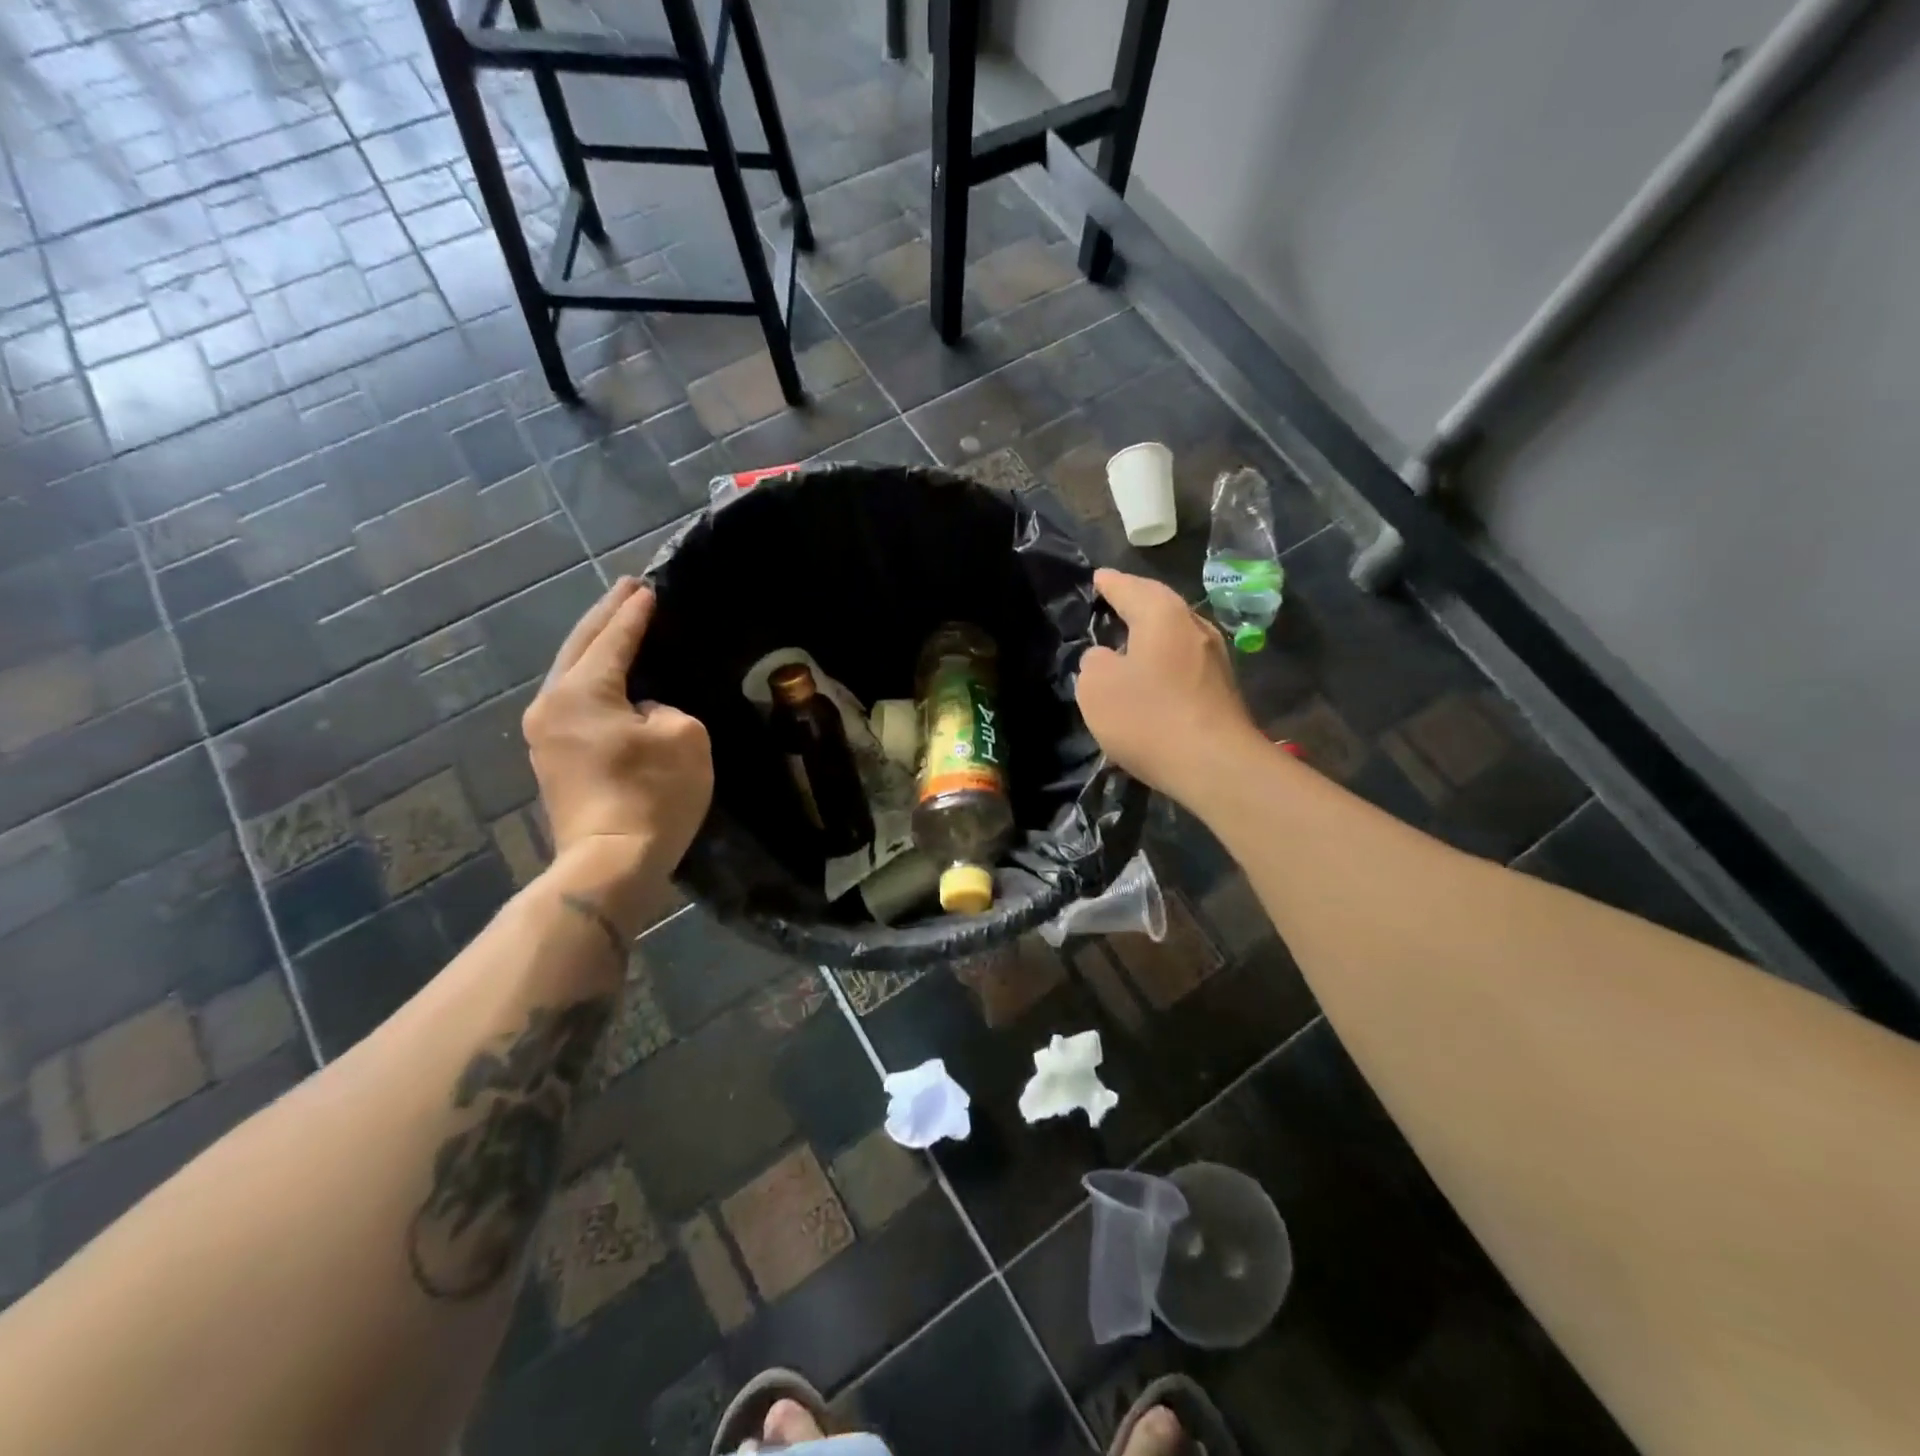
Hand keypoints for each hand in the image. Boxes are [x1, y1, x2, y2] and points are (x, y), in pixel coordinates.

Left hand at [523, 578, 711, 922]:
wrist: (610, 863)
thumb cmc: (652, 795)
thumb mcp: (683, 737)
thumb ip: (665, 708)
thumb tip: (643, 712)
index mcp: (581, 692)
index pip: (613, 639)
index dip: (634, 613)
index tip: (648, 587)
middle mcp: (551, 705)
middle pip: (579, 648)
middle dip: (605, 617)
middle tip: (628, 590)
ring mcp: (545, 735)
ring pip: (571, 675)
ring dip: (595, 648)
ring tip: (618, 625)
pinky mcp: (554, 761)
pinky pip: (574, 703)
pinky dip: (593, 680)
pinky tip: (610, 677)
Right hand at [1075, 568, 1261, 803]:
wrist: (1214, 765)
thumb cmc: (1148, 717)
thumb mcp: (1097, 687)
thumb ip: (1094, 662)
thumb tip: (1106, 657)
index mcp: (1162, 615)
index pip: (1129, 587)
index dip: (1109, 584)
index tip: (1097, 578)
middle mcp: (1194, 626)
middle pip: (1159, 606)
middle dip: (1135, 603)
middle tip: (1112, 604)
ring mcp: (1215, 658)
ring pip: (1176, 634)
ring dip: (1152, 635)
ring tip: (1128, 641)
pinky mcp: (1223, 689)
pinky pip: (1185, 662)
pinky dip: (1164, 661)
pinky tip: (1152, 677)